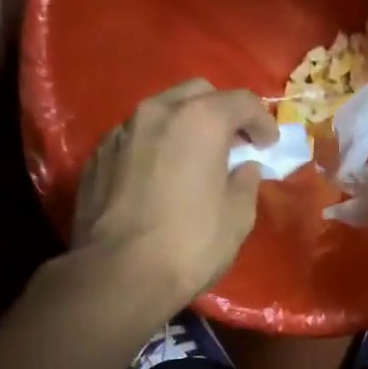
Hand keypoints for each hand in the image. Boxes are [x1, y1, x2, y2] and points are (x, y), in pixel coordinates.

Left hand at [74, 79, 278, 308]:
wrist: (118, 275)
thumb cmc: (189, 245)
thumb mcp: (237, 217)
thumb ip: (246, 182)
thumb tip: (243, 167)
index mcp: (200, 120)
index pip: (242, 101)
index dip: (263, 121)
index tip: (269, 145)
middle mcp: (157, 113)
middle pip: (198, 93)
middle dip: (221, 113)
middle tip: (233, 144)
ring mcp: (121, 132)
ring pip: (161, 112)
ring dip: (184, 127)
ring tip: (194, 159)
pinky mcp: (97, 156)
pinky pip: (135, 138)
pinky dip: (154, 147)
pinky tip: (159, 177)